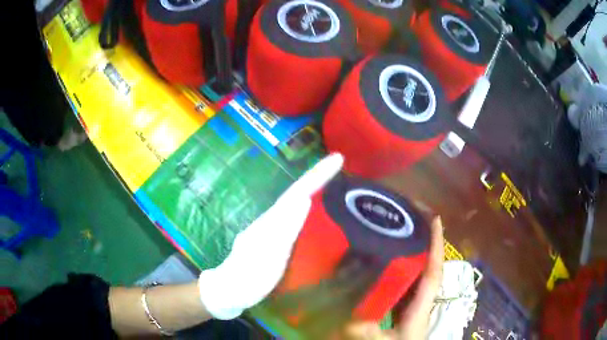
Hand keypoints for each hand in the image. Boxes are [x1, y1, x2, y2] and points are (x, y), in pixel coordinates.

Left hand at [198, 154, 343, 319]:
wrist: (230, 290)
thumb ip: (285, 228)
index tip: (338, 158)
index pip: (298, 191)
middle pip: (297, 191)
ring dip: (313, 187)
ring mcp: (272, 228)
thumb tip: (304, 198)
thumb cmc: (249, 276)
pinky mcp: (274, 239)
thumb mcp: (268, 254)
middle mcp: (272, 219)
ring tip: (331, 177)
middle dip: (318, 175)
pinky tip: (312, 206)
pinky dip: (306, 204)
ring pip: (294, 202)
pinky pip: (294, 216)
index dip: (318, 174)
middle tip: (339, 162)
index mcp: (272, 219)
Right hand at [344, 217, 444, 339]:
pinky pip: (402, 284)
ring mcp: (411, 305)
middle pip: (426, 266)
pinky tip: (384, 263)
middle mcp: (419, 301)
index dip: (436, 245)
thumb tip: (345, 312)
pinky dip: (398, 271)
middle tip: (410, 218)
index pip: (433, 271)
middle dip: (423, 241)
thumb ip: (365, 330)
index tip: (436, 218)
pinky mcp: (401, 310)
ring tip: (398, 232)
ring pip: (415, 274)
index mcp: (421, 307)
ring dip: (411, 253)